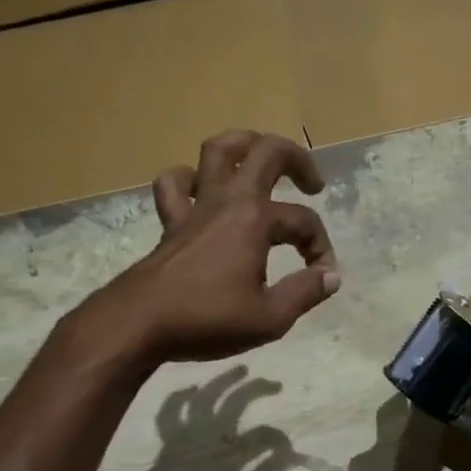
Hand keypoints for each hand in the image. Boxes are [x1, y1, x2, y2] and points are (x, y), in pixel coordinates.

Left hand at [88, 131, 340, 365]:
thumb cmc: (207, 320)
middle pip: (266, 152)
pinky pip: (175, 184)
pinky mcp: (170, 222)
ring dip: (244, 146)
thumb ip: (305, 293)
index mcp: (256, 220)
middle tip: (312, 184)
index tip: (323, 276)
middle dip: (297, 160)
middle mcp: (227, 201)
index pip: (303, 221)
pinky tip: (201, 191)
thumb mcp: (269, 318)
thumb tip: (331, 276)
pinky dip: (189, 179)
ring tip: (259, 161)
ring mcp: (195, 207)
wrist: (139, 324)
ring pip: (217, 151)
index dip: (321, 247)